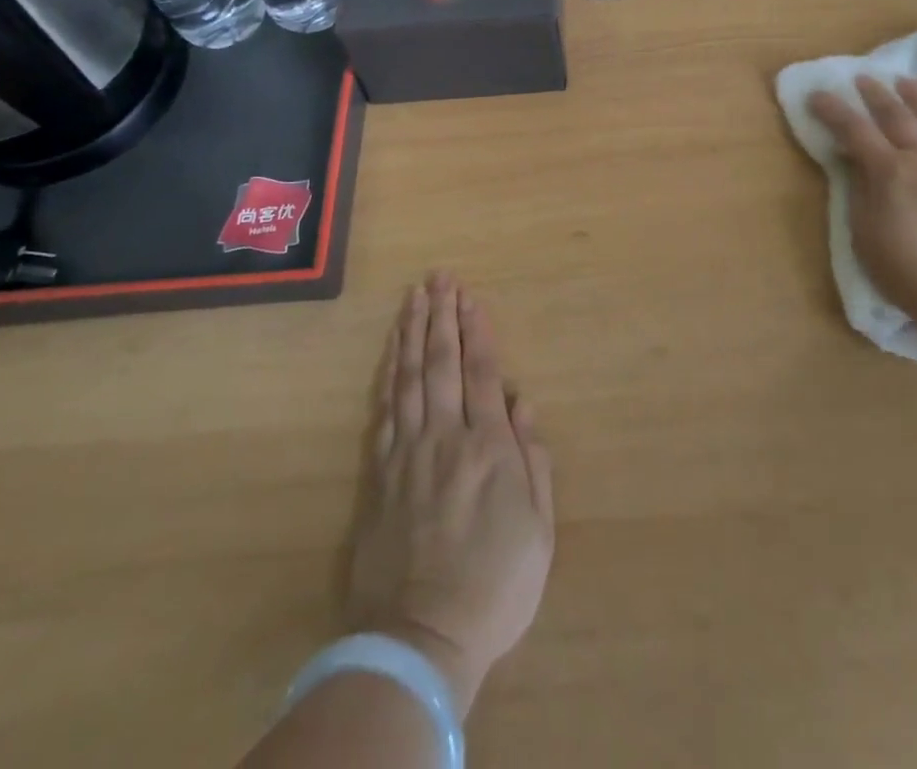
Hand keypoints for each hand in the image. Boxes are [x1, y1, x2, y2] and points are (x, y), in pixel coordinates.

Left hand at [348, 273, 554, 717]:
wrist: (418, 638)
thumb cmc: (495, 586)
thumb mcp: (538, 529)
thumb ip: (533, 459)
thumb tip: (520, 402)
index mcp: (488, 447)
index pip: (480, 372)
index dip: (476, 330)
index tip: (470, 297)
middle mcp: (445, 437)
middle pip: (441, 363)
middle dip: (441, 316)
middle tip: (439, 278)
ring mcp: (407, 452)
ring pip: (409, 377)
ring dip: (412, 333)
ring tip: (414, 297)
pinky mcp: (378, 473)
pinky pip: (384, 410)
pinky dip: (389, 374)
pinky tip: (391, 352)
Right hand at [807, 76, 916, 336]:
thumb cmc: (913, 274)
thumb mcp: (867, 239)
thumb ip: (861, 194)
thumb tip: (855, 161)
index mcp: (890, 172)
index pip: (855, 131)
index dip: (834, 111)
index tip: (818, 94)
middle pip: (897, 117)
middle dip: (876, 95)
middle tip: (863, 78)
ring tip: (907, 82)